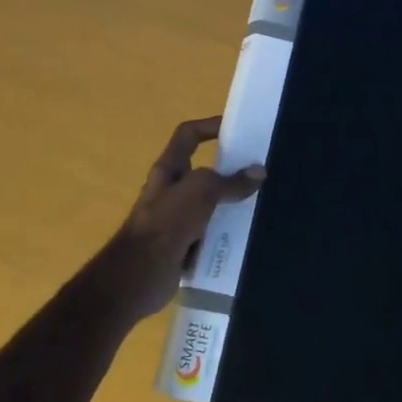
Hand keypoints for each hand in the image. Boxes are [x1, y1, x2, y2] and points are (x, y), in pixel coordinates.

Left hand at [95, 117, 264, 322]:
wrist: (139, 275)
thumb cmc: (166, 223)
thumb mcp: (201, 192)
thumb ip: (230, 182)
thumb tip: (259, 172)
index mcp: (169, 169)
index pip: (188, 135)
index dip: (210, 126)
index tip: (238, 128)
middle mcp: (171, 191)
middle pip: (204, 171)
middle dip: (230, 170)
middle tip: (260, 170)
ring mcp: (177, 219)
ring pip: (211, 204)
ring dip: (232, 205)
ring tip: (262, 202)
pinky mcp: (184, 245)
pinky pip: (211, 233)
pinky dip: (227, 233)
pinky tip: (249, 235)